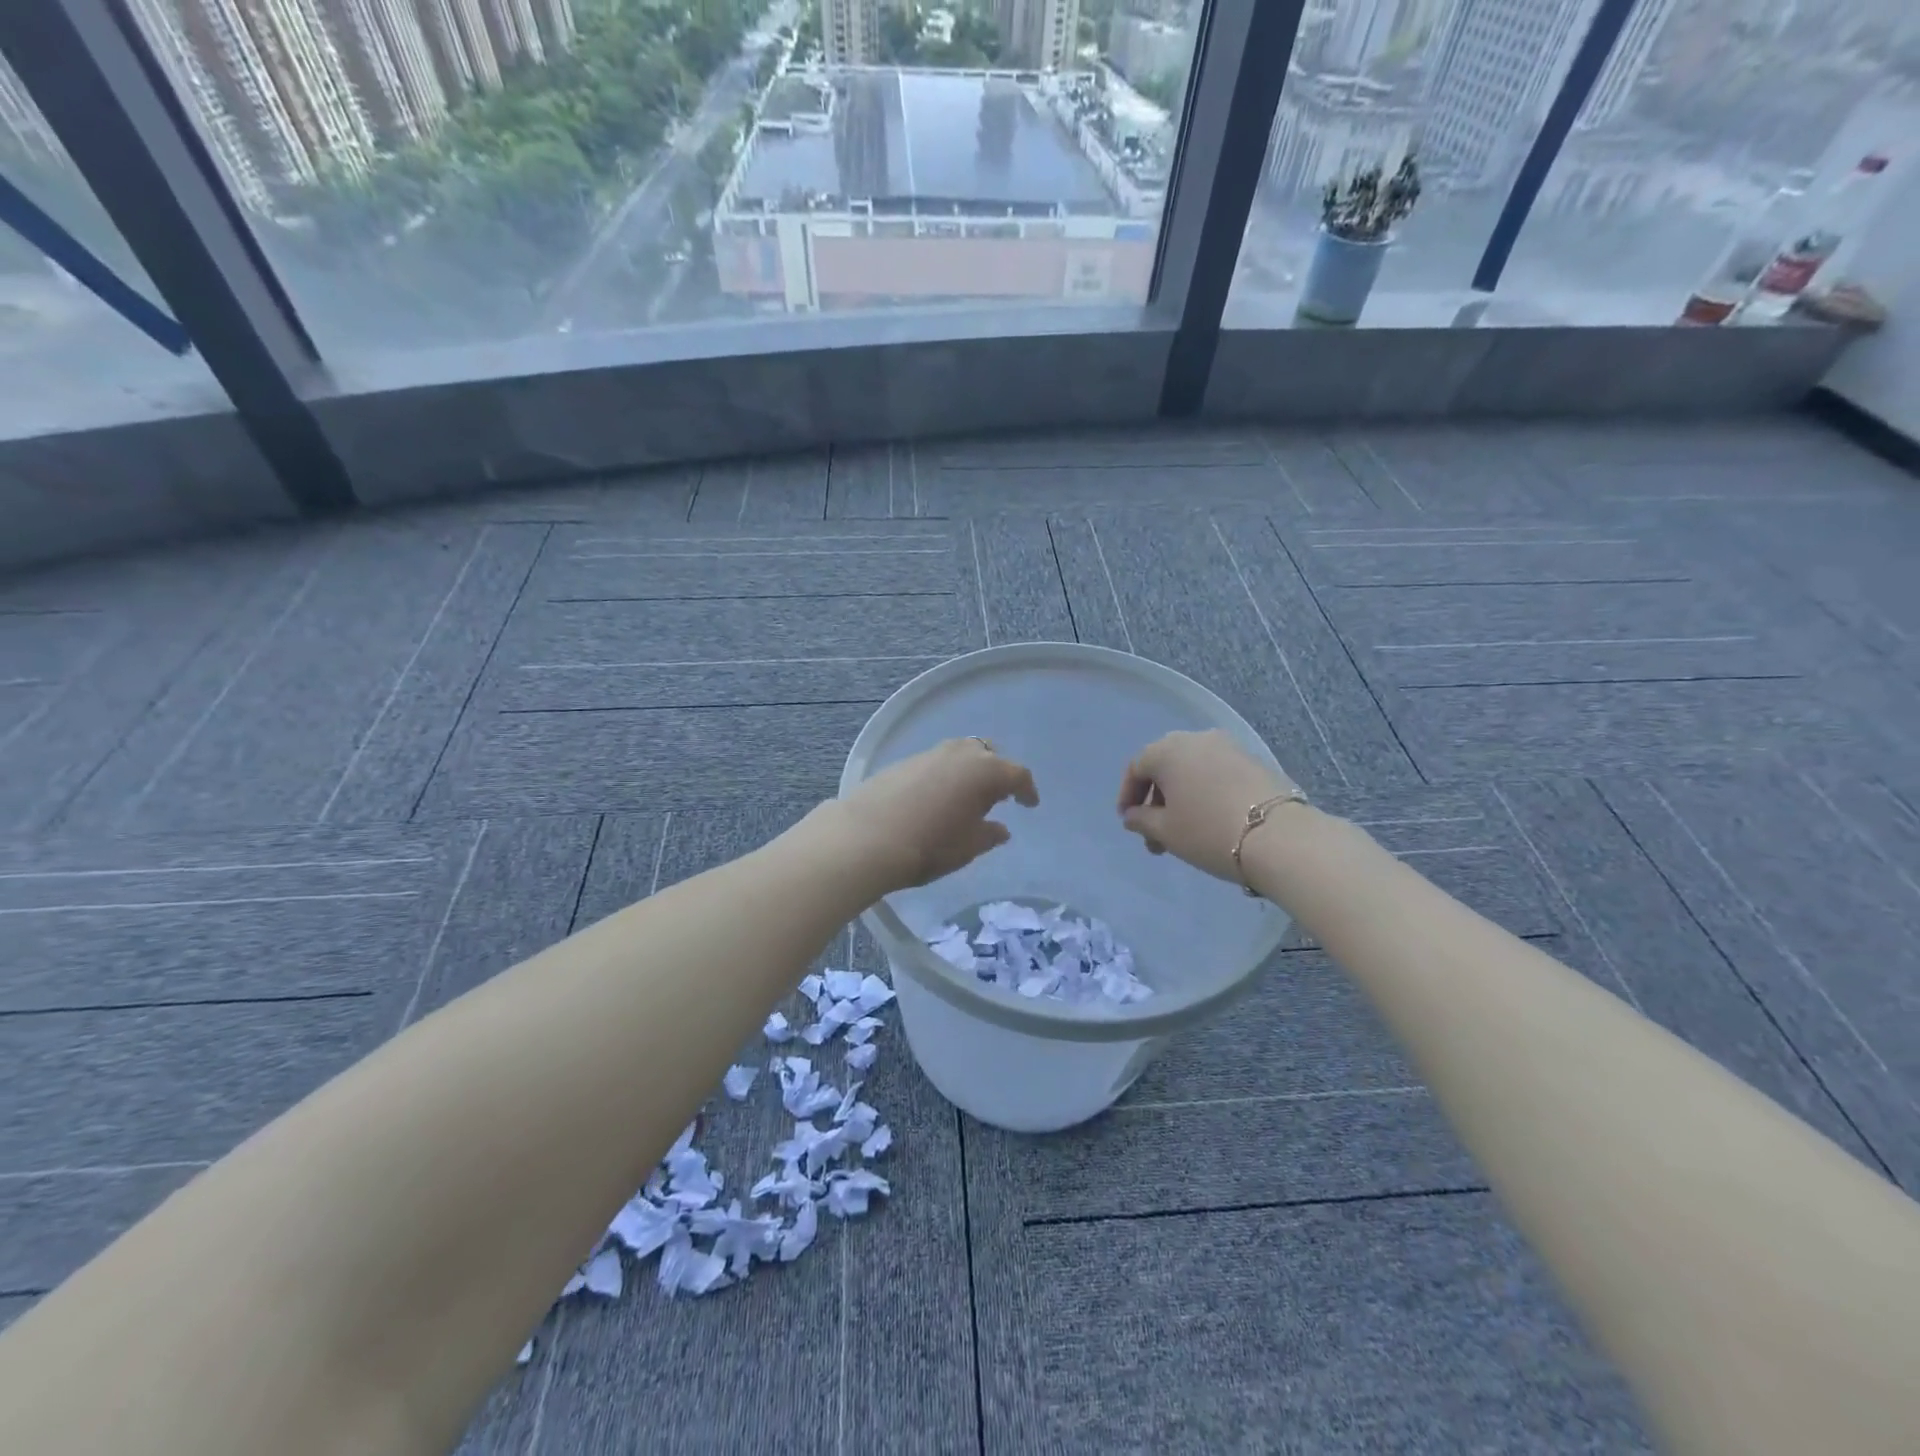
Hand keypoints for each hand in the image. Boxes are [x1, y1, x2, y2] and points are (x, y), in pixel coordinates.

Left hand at [827, 737, 1038, 894]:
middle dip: (997, 771)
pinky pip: (936, 762)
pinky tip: (936, 796)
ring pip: (960, 753)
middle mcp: (960, 754)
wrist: (866, 837)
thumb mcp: (967, 847)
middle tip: (997, 796)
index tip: (1029, 804)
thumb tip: (1000, 828)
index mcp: (986, 772)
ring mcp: (930, 753)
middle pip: (988, 754)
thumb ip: (989, 835)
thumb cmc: (930, 845)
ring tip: (966, 795)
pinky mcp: (904, 761)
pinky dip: (944, 774)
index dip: (1026, 790)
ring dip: (969, 770)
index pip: (1017, 774)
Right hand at [1117, 730, 1297, 882]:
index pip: (1137, 768)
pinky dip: (1206, 793)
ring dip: (1182, 798)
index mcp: (1168, 750)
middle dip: (1156, 800)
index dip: (1128, 795)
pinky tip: (1211, 821)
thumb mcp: (1165, 831)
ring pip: (1193, 770)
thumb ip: (1142, 820)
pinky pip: (1217, 774)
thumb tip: (1132, 815)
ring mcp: (1230, 747)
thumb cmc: (1208, 831)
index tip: (1128, 822)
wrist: (1279, 837)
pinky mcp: (1255, 761)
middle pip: (1166, 766)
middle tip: (1155, 835)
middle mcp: (1197, 739)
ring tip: (1184, 833)